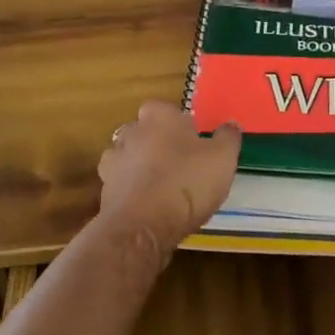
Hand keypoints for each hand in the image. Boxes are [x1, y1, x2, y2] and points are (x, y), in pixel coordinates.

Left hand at [97, 101, 241, 258]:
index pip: (164, 108)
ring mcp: (113, 162)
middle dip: (157, 143)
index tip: (192, 139)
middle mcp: (131, 132)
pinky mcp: (104, 191)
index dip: (178, 123)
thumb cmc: (187, 182)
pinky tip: (149, 206)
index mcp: (159, 117)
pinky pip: (121, 184)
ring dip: (140, 167)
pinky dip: (132, 191)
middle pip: (144, 131)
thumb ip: (227, 137)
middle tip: (180, 163)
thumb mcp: (222, 158)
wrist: (143, 226)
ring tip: (163, 187)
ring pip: (129, 157)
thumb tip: (230, 125)